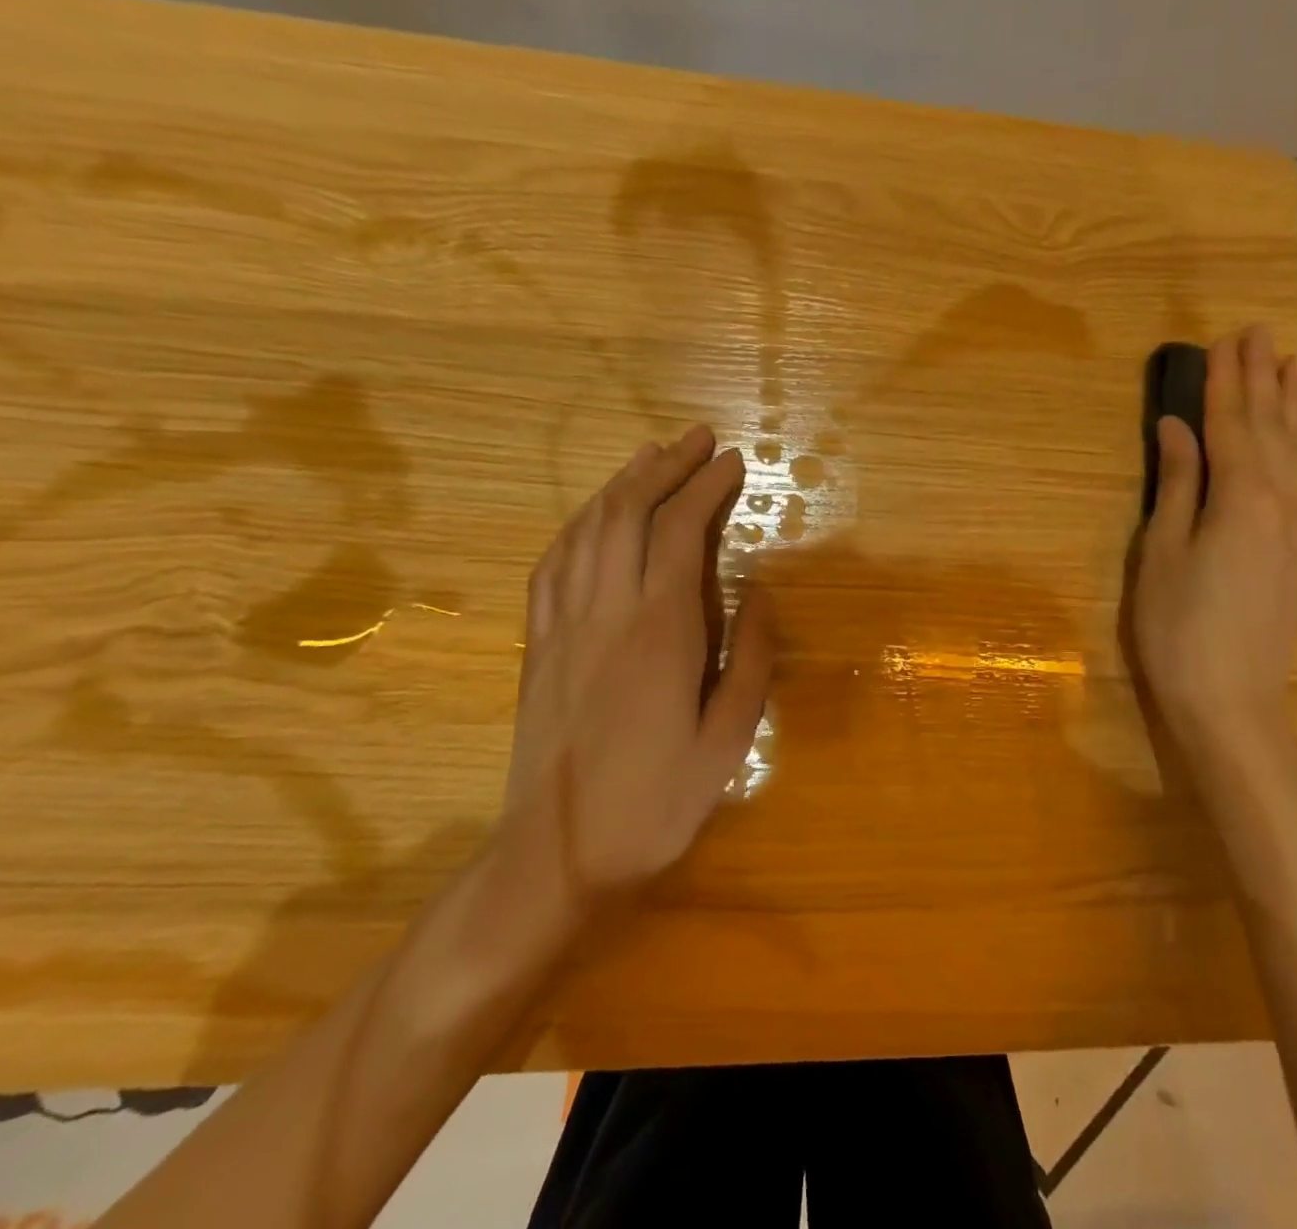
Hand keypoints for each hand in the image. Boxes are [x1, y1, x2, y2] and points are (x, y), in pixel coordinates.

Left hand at [503, 424, 775, 909]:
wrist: (556, 856)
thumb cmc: (656, 802)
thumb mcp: (728, 740)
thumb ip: (749, 657)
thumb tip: (758, 590)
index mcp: (660, 631)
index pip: (681, 532)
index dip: (707, 488)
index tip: (733, 461)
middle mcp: (606, 611)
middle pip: (629, 514)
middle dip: (666, 467)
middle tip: (697, 439)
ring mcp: (562, 624)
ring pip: (587, 529)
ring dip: (621, 484)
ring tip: (652, 456)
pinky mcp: (537, 644)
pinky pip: (552, 563)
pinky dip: (578, 525)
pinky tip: (594, 514)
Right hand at [1132, 327, 1296, 758]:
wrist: (1231, 702)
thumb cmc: (1178, 627)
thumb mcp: (1161, 551)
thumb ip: (1177, 484)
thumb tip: (1177, 426)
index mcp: (1240, 498)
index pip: (1230, 424)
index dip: (1224, 381)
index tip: (1223, 339)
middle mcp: (1281, 502)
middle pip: (1268, 428)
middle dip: (1260, 379)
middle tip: (1258, 332)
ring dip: (1294, 405)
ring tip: (1296, 362)